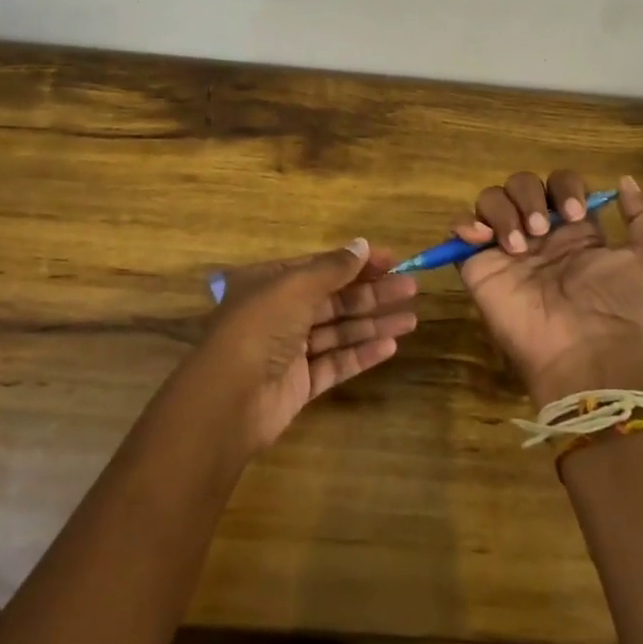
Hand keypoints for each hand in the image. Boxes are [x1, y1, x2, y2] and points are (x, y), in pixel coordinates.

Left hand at [188, 239, 417, 453]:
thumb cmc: (260, 326)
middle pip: (333, 298)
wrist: (231, 398)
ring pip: (338, 330)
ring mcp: (290, 350)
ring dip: (373, 323)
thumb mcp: (295, 286)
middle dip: (372, 293)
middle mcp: (279, 312)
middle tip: (411, 288)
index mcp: (270, 282)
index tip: (393, 260)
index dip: (356, 263)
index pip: (320, 266)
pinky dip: (362, 353)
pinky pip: (336, 362)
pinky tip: (391, 346)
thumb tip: (362, 245)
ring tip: (411, 318)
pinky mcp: (300, 383)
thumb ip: (333, 267)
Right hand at [453, 172, 642, 404]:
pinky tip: (482, 238)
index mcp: (574, 230)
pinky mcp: (478, 266)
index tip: (574, 214)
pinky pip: (459, 229)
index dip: (565, 187)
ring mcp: (505, 249)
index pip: (559, 184)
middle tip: (541, 231)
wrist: (584, 349)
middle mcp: (538, 234)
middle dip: (529, 197)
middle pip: (521, 184)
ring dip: (503, 212)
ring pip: (490, 199)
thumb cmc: (618, 305)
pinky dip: (465, 223)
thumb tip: (625, 180)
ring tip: (518, 246)